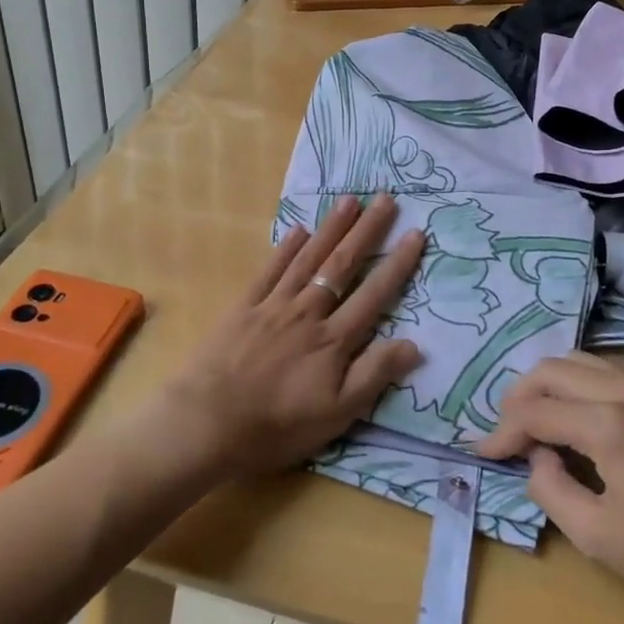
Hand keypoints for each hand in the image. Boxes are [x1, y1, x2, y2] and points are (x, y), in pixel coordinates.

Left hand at [159, 194, 425, 478]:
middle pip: (342, 265)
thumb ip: (374, 375)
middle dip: (367, 231)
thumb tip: (415, 344)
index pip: (374, 295)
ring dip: (331, 228)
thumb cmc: (277, 425)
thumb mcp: (337, 414)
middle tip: (386, 198)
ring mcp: (274, 305)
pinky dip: (285, 249)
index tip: (415, 233)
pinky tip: (299, 229)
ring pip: (309, 259)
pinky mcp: (244, 307)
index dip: (397, 265)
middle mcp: (308, 312)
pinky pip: (269, 271)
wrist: (207, 422)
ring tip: (349, 200)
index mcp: (333, 340)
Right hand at [476, 353, 623, 617]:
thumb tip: (537, 456)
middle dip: (518, 399)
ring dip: (545, 385)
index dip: (502, 431)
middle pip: (550, 371)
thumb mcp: (596, 536)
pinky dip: (573, 381)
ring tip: (531, 420)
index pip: (536, 411)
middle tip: (505, 435)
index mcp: (609, 423)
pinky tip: (570, 411)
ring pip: (576, 361)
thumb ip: (550, 488)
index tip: (483, 453)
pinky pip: (601, 369)